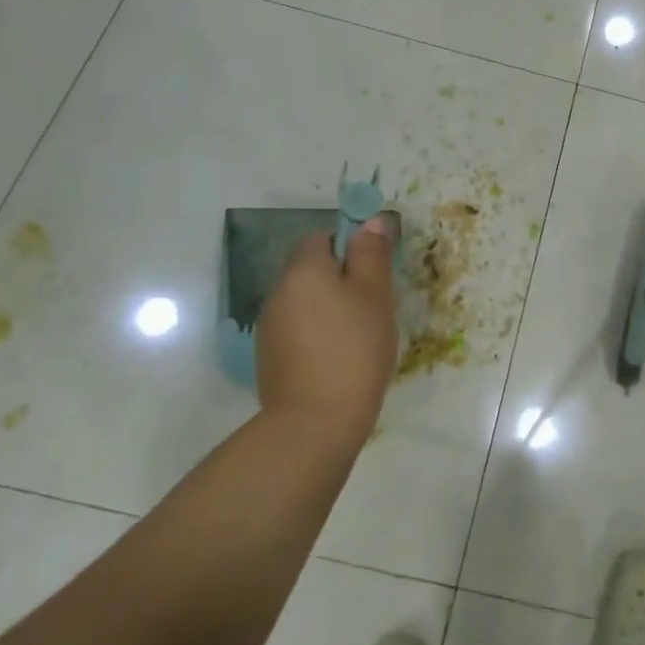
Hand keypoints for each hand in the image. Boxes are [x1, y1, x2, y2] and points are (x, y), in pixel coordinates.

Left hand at [255, 220, 397, 444]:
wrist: (314, 424)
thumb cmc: (353, 348)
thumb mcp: (375, 294)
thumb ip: (372, 253)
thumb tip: (370, 221)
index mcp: (302, 270)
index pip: (320, 237)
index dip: (348, 246)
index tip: (373, 271)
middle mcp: (278, 292)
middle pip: (310, 270)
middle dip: (341, 279)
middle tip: (374, 303)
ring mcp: (269, 328)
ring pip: (305, 301)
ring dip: (329, 308)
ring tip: (360, 334)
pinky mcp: (270, 359)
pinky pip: (298, 330)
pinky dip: (318, 334)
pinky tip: (339, 358)